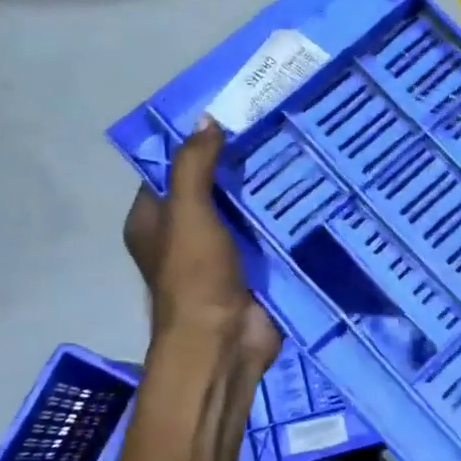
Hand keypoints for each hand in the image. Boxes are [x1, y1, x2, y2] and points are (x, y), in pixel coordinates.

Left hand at [122, 119, 282, 374]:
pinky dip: (282, 220)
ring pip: (243, 212)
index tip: (232, 118)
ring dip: (264, 191)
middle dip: (238, 165)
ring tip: (296, 152)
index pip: (171, 170)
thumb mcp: (187, 212)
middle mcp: (183, 235)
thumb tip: (207, 119)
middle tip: (273, 130)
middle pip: (211, 189)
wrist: (224, 342)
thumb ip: (194, 165)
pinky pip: (267, 236)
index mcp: (153, 220)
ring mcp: (220, 254)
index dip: (196, 144)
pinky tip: (308, 193)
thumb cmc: (195, 276)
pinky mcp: (252, 270)